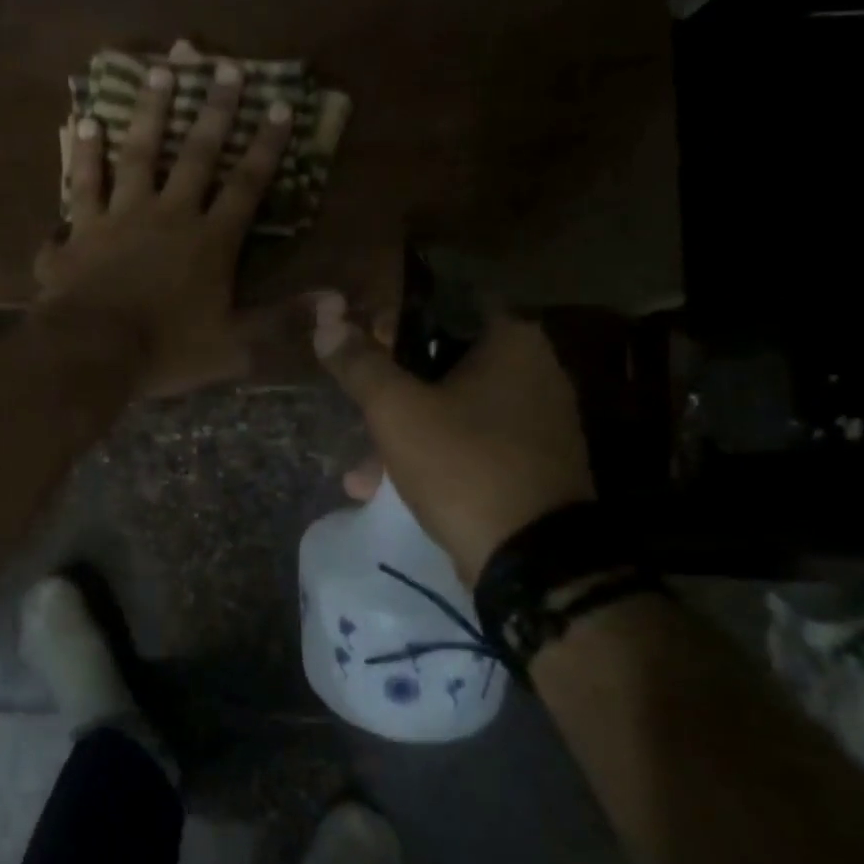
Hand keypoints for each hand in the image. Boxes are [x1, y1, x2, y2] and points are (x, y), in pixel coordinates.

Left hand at [34, 60, 291, 396]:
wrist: (92, 352)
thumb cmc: (166, 351)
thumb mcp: (234, 346)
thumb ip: (282, 321)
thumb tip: (338, 304)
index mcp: (209, 241)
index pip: (246, 185)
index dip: (266, 146)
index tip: (280, 105)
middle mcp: (166, 215)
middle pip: (195, 155)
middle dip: (215, 111)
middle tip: (225, 67)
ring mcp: (118, 217)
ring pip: (136, 154)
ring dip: (148, 113)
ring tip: (157, 73)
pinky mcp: (78, 231)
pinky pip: (80, 185)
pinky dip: (82, 156)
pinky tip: (82, 124)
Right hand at [312, 294, 594, 581]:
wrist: (531, 558)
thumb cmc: (462, 464)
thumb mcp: (396, 410)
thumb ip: (359, 363)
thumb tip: (326, 320)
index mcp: (511, 340)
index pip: (443, 305)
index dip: (395, 320)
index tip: (360, 343)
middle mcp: (534, 370)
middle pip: (444, 361)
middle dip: (392, 389)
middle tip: (357, 405)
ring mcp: (537, 421)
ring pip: (453, 409)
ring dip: (404, 432)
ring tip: (361, 472)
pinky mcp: (531, 464)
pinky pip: (470, 444)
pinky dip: (432, 457)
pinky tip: (387, 489)